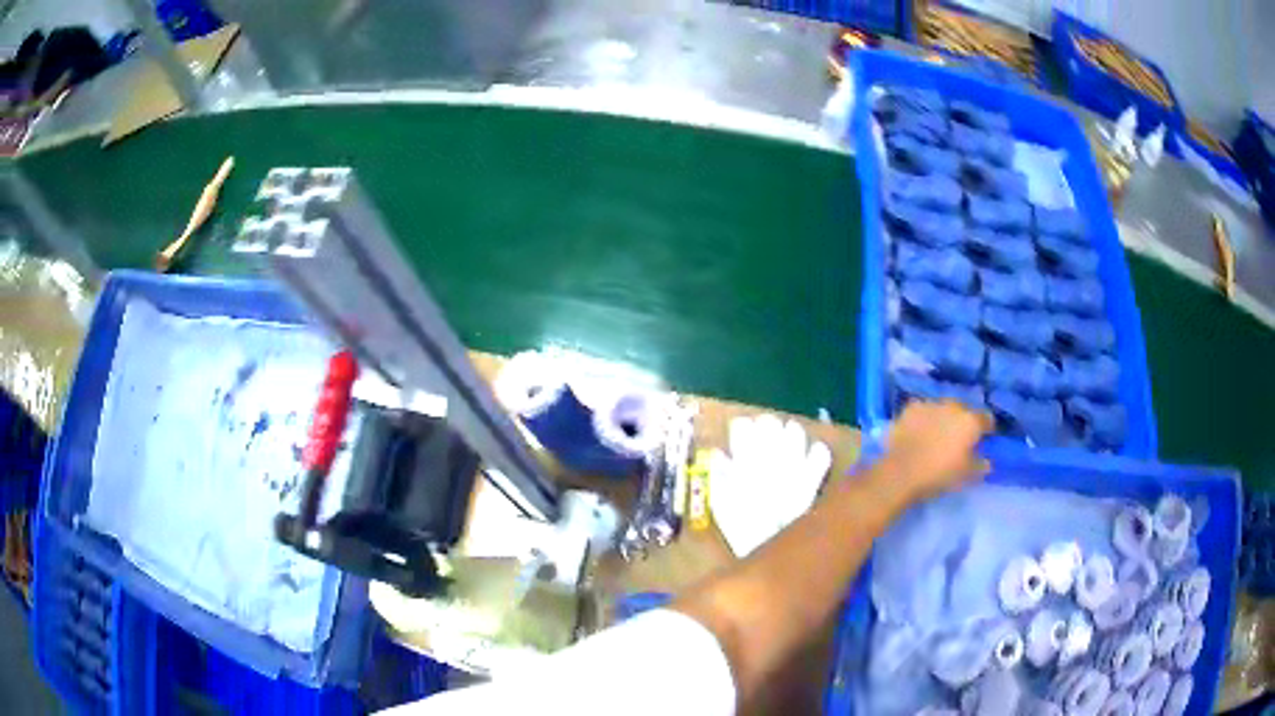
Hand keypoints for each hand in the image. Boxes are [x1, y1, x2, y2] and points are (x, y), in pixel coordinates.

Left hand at [880, 400, 992, 502]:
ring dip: (943, 417)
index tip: (983, 439)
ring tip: (937, 434)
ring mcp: (930, 403)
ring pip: (943, 408)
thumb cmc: (940, 474)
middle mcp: (953, 405)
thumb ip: (980, 465)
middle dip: (963, 421)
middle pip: (964, 410)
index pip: (986, 418)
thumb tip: (986, 462)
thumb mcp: (966, 475)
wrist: (902, 472)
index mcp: (971, 420)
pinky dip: (924, 419)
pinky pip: (923, 411)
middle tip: (958, 438)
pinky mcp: (910, 408)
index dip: (986, 429)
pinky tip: (919, 431)